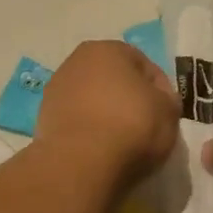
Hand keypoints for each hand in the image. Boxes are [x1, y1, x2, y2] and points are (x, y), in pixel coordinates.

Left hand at [37, 41, 180, 186]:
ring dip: (106, 116)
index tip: (166, 114)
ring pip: (92, 101)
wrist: (82, 163)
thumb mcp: (169, 111)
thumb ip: (167, 99)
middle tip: (145, 126)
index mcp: (108, 49)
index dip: (160, 89)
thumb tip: (158, 100)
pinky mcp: (43, 120)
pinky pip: (77, 122)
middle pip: (113, 80)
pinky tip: (100, 151)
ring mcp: (55, 91)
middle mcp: (76, 62)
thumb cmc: (132, 126)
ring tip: (121, 142)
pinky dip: (89, 132)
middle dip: (128, 99)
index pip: (144, 65)